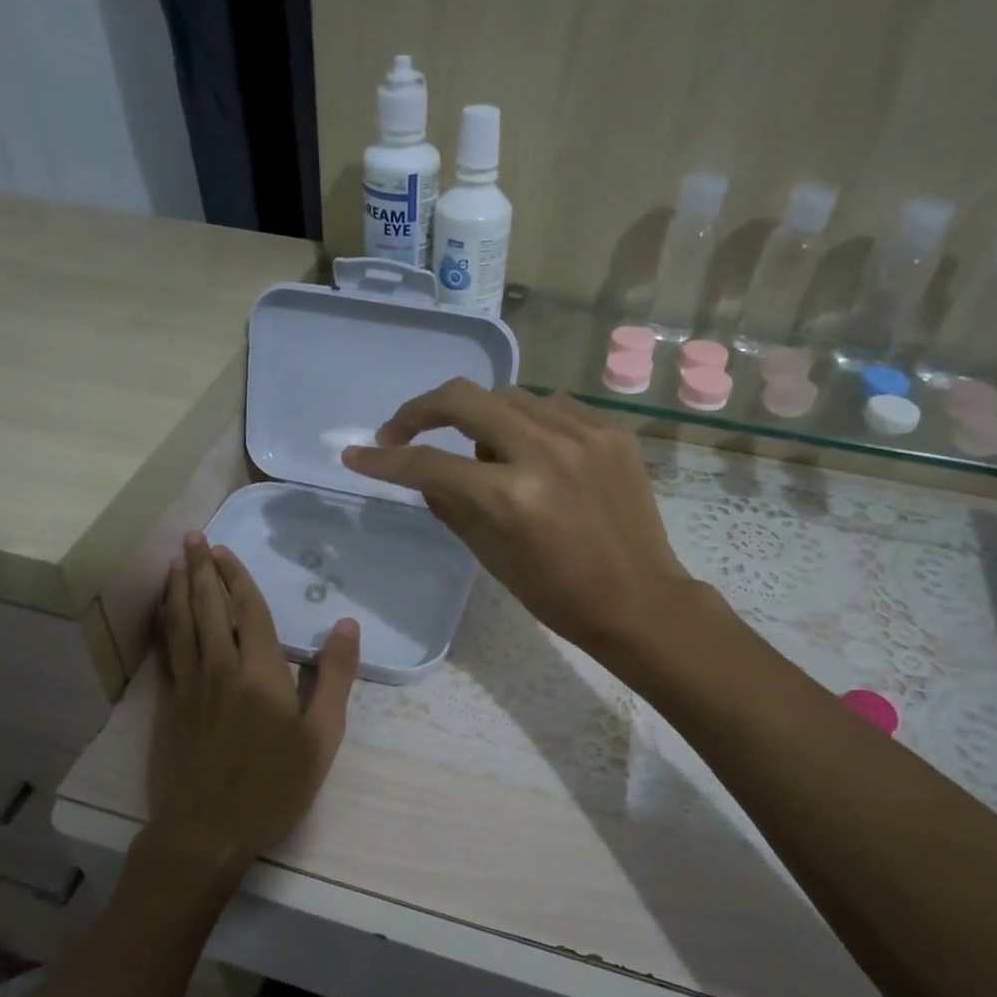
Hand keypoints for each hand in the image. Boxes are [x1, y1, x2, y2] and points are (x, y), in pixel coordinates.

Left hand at [144, 532, 358, 878]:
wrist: (207, 829)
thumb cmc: (273, 785)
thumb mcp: (321, 737)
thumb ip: (334, 678)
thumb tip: (346, 625)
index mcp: (260, 671)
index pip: (249, 611)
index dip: (237, 577)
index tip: (224, 550)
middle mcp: (220, 667)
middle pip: (209, 607)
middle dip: (201, 569)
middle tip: (193, 538)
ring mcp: (190, 685)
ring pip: (181, 624)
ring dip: (178, 589)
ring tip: (174, 563)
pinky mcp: (170, 705)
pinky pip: (166, 651)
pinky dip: (164, 624)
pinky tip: (163, 614)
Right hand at [342, 378, 698, 653]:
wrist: (638, 600)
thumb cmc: (557, 594)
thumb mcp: (490, 555)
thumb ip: (449, 504)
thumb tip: (420, 472)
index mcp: (511, 497)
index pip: (429, 463)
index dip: (384, 459)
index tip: (357, 456)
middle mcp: (545, 452)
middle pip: (464, 398)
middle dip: (421, 410)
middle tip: (403, 431)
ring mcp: (583, 434)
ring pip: (508, 395)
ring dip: (478, 416)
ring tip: (480, 453)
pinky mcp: (610, 431)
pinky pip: (550, 405)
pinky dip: (525, 420)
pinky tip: (526, 448)